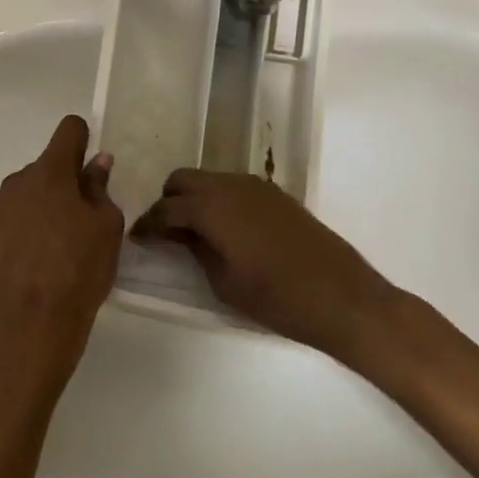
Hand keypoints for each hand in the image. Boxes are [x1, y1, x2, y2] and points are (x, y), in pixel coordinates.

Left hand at [0, 115, 123, 385]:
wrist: (35, 325)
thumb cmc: (81, 270)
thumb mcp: (107, 227)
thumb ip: (99, 187)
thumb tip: (96, 161)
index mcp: (51, 173)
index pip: (68, 130)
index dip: (81, 139)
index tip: (87, 160)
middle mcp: (16, 182)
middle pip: (42, 170)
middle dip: (58, 185)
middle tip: (74, 222)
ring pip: (19, 198)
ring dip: (33, 210)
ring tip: (46, 249)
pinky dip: (10, 234)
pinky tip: (22, 262)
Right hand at [135, 170, 399, 356]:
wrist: (342, 296)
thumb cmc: (277, 298)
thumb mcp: (225, 282)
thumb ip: (196, 250)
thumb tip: (180, 234)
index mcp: (212, 206)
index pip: (166, 208)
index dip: (147, 224)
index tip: (136, 238)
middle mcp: (230, 185)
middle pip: (183, 179)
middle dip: (168, 202)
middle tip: (165, 233)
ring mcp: (256, 186)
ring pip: (209, 179)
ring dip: (194, 198)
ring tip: (192, 233)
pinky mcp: (275, 194)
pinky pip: (233, 187)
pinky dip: (218, 200)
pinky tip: (224, 230)